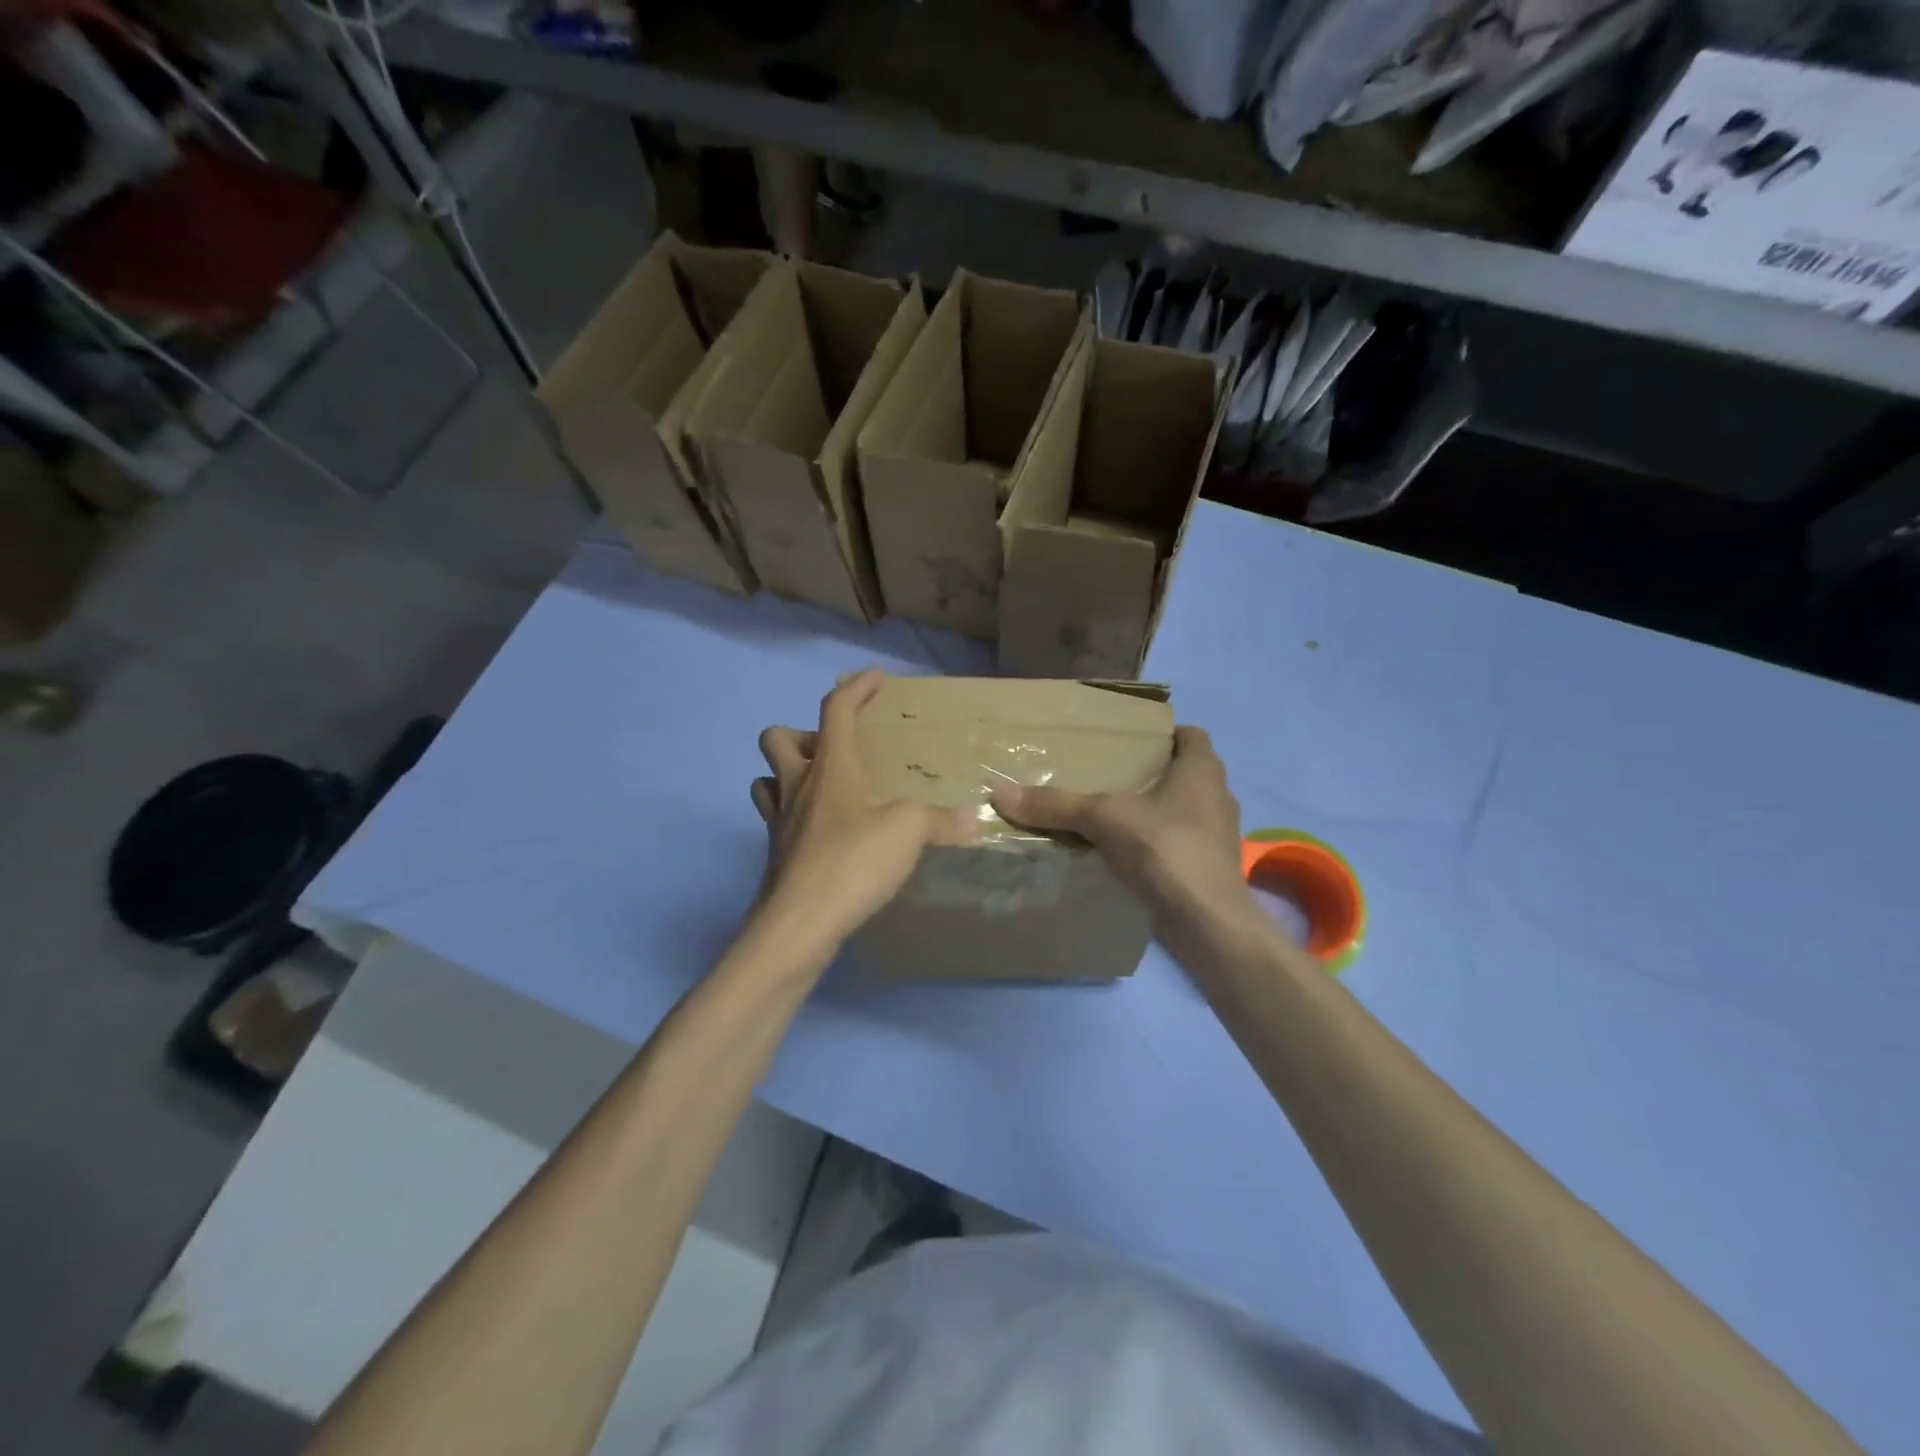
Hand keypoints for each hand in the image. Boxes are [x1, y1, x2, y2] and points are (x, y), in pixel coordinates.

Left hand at [751, 669, 973, 945]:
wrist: (800, 923)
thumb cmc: (852, 861)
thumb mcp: (908, 832)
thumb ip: (940, 820)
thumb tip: (972, 819)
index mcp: (829, 767)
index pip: (836, 709)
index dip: (856, 687)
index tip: (876, 678)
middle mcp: (797, 786)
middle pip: (776, 737)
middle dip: (802, 733)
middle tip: (836, 752)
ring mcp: (779, 822)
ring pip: (767, 780)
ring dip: (788, 775)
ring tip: (824, 791)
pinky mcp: (776, 856)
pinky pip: (777, 821)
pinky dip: (797, 819)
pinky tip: (826, 836)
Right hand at [991, 726, 1248, 925]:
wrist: (1206, 919)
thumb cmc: (1163, 848)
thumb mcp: (1102, 818)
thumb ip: (1056, 804)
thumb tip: (1000, 794)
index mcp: (1202, 769)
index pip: (1191, 735)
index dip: (1165, 734)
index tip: (1131, 743)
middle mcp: (1219, 794)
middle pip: (1187, 772)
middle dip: (1155, 773)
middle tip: (1113, 776)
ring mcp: (1220, 834)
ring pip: (1187, 809)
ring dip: (1159, 809)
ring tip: (1117, 814)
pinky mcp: (1213, 866)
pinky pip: (1185, 841)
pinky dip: (1161, 842)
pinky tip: (1131, 852)